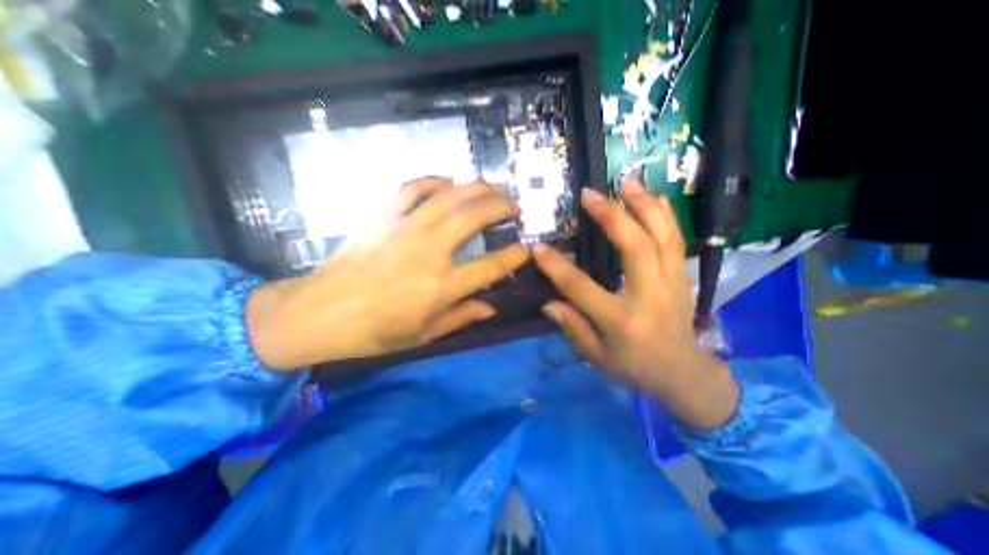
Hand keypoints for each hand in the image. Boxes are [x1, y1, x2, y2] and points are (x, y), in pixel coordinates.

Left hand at [242, 178, 529, 367]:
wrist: (319, 313)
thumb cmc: (374, 331)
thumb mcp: (423, 335)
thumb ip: (461, 317)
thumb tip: (491, 306)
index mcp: (441, 285)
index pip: (491, 265)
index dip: (515, 255)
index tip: (527, 247)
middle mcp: (429, 250)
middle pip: (475, 216)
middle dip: (502, 207)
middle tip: (514, 206)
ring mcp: (405, 228)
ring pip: (450, 195)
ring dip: (477, 187)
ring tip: (493, 187)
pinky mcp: (383, 216)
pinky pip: (413, 188)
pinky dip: (434, 180)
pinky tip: (448, 181)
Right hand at [534, 180, 732, 431]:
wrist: (682, 372)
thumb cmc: (634, 365)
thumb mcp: (596, 355)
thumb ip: (572, 327)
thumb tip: (548, 302)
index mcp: (621, 320)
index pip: (582, 287)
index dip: (556, 267)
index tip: (537, 247)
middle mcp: (650, 295)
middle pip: (635, 247)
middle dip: (612, 216)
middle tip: (590, 195)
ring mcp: (672, 282)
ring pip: (663, 236)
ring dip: (644, 205)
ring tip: (626, 181)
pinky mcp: (682, 276)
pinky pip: (676, 240)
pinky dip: (665, 215)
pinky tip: (653, 197)